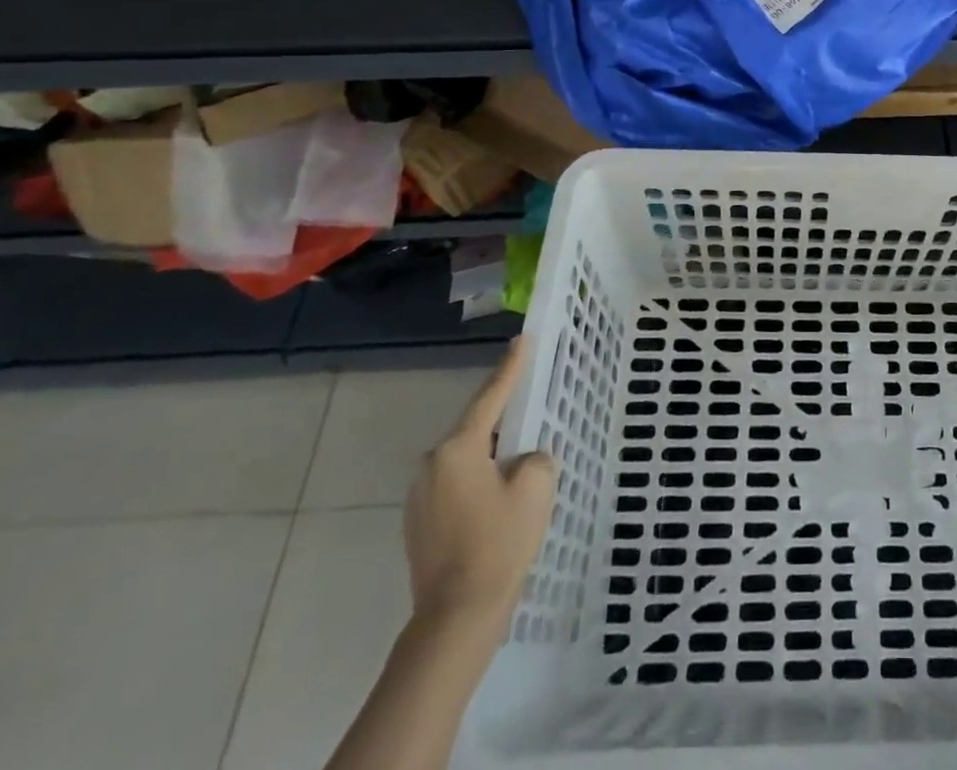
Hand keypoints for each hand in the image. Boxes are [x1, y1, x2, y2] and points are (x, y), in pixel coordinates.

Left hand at [403, 335, 558, 629]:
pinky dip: (481, 479)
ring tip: (522, 458)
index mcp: (458, 449)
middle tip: (532, 404)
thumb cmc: (499, 544)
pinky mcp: (420, 523)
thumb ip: (535, 457)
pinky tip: (501, 496)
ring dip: (493, 454)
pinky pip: (458, 483)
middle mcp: (432, 464)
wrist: (456, 619)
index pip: (491, 397)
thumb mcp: (535, 488)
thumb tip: (523, 461)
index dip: (511, 367)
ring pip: (467, 458)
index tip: (523, 339)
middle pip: (477, 428)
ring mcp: (421, 495)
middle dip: (505, 418)